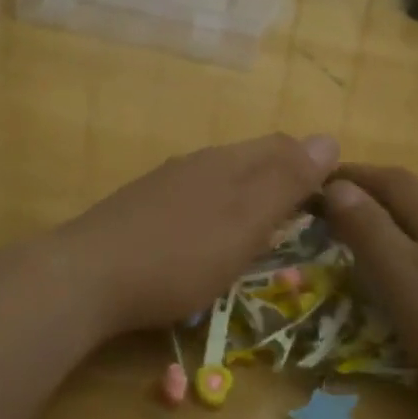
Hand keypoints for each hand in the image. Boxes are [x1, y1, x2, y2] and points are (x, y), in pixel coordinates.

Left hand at [56, 133, 338, 336]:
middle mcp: (198, 163)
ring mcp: (165, 185)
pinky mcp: (140, 210)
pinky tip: (206, 243)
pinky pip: (193, 201)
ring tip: (261, 233)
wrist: (86, 278)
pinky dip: (216, 215)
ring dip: (248, 198)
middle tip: (301, 221)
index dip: (313, 166)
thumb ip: (287, 182)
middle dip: (282, 181)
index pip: (283, 146)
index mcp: (228, 162)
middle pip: (252, 160)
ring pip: (221, 180)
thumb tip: (330, 139)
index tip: (331, 202)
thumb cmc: (180, 254)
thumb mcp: (246, 221)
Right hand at [322, 166, 417, 418]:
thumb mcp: (405, 281)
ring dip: (396, 223)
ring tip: (366, 242)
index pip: (391, 178)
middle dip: (372, 197)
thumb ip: (370, 232)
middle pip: (414, 196)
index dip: (353, 176)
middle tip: (333, 213)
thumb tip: (338, 186)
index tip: (316, 183)